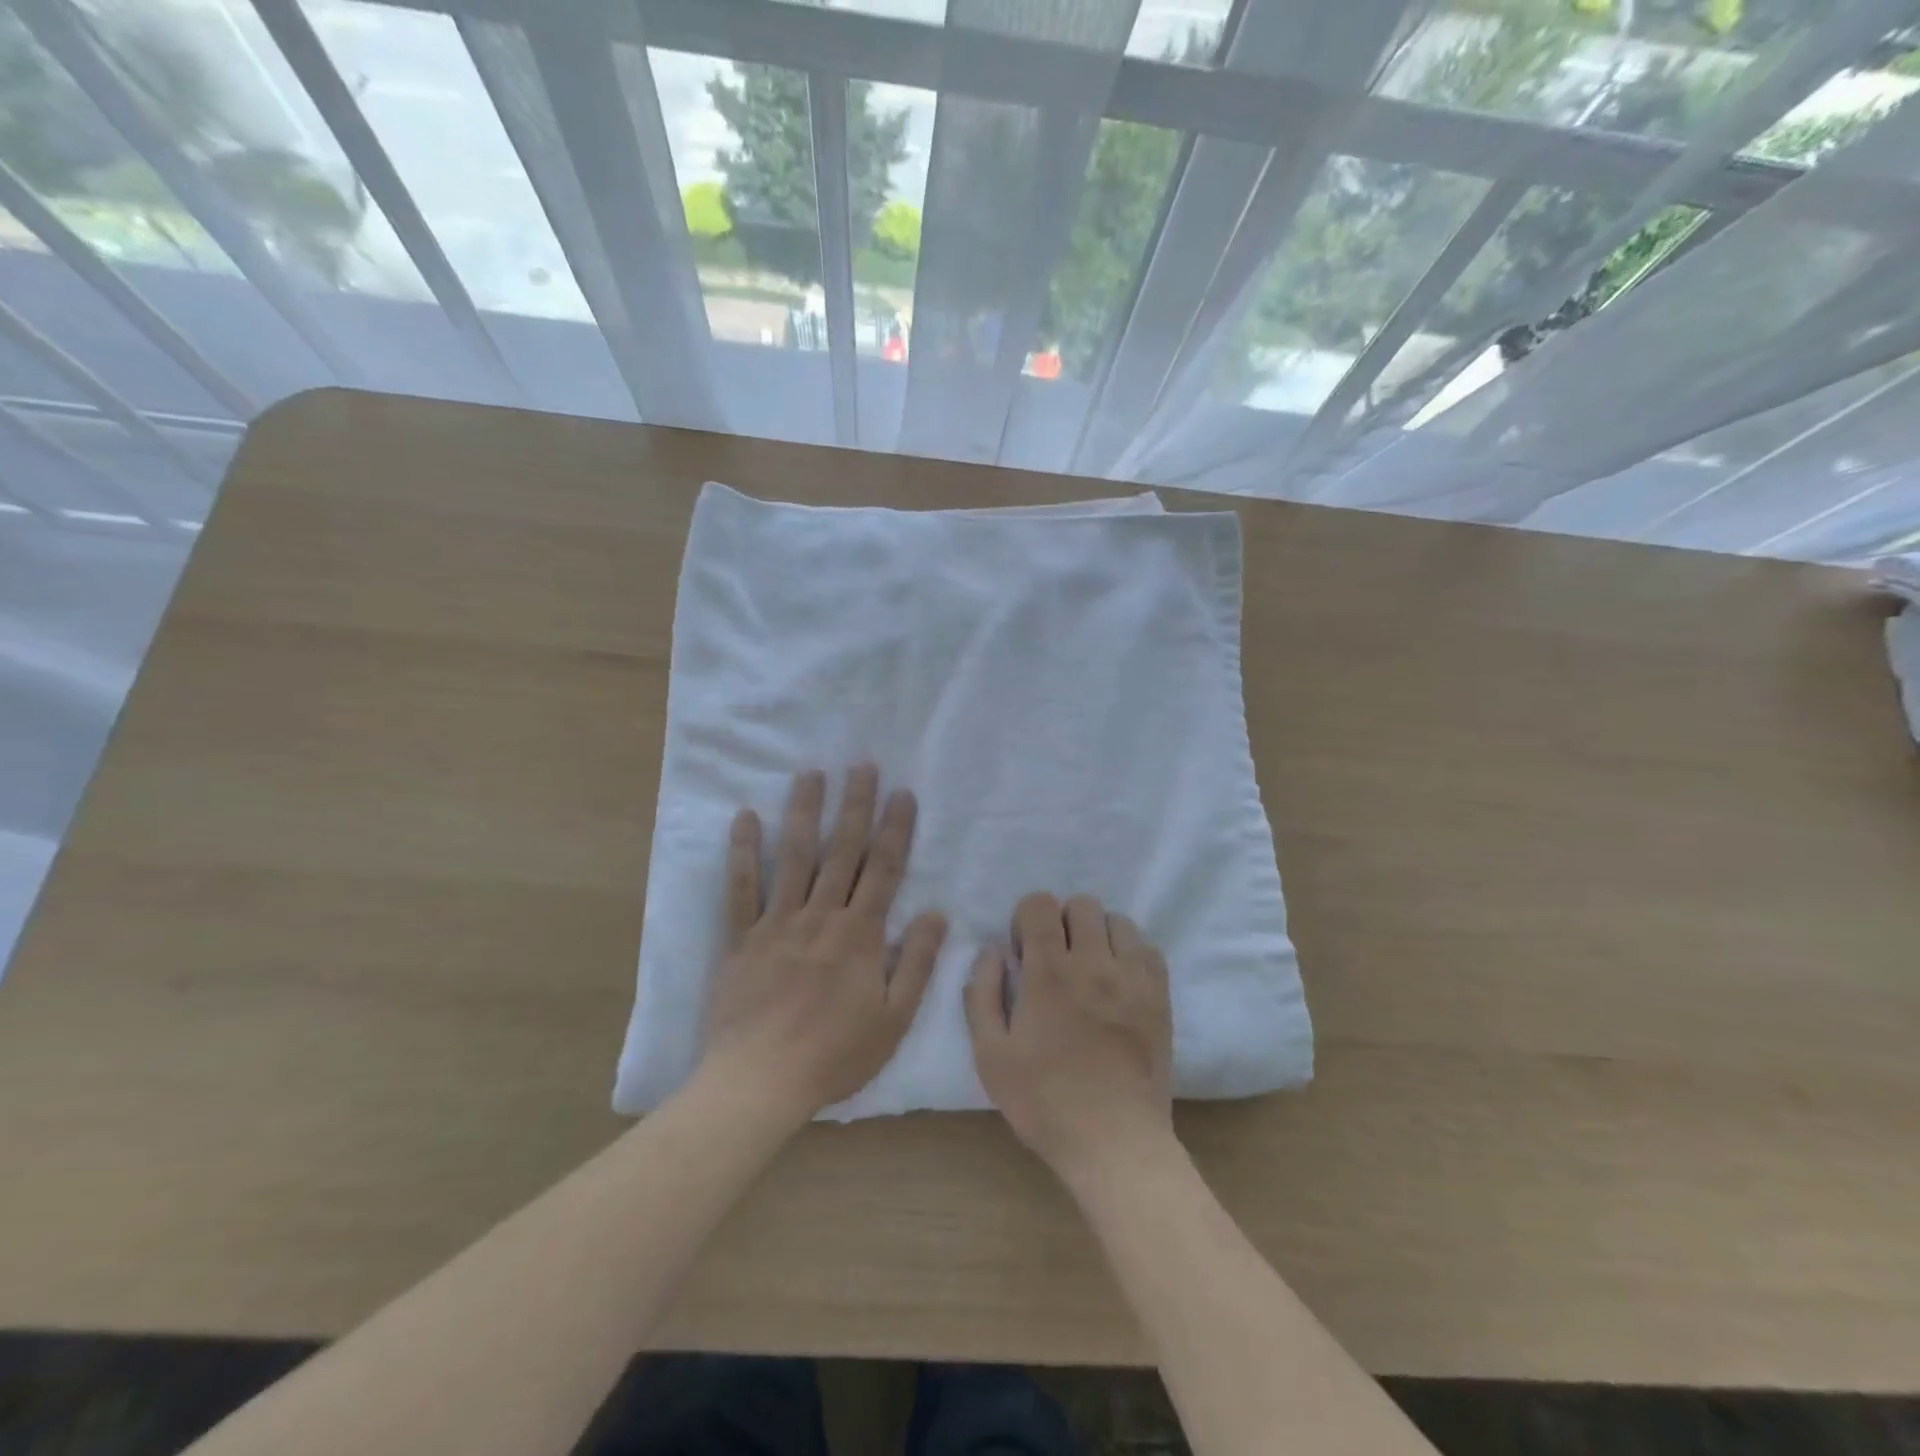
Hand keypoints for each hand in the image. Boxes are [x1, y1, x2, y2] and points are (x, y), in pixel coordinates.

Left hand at [699, 765, 946, 1125]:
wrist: (761, 1081)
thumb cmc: (835, 1054)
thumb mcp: (894, 1019)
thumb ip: (917, 963)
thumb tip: (937, 913)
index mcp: (859, 934)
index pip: (883, 869)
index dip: (896, 829)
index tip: (903, 793)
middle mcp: (821, 916)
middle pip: (842, 851)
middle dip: (855, 805)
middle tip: (862, 765)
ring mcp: (778, 922)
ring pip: (795, 856)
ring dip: (805, 812)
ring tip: (812, 774)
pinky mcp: (742, 937)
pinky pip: (741, 887)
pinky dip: (743, 851)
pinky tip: (745, 817)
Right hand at [965, 893, 1173, 1188]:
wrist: (1115, 1142)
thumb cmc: (1044, 1101)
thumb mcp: (990, 1055)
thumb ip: (982, 994)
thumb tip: (992, 950)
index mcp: (1049, 972)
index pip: (1041, 904)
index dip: (1027, 918)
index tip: (1024, 951)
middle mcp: (1094, 962)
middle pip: (1082, 904)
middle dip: (1062, 922)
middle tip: (1056, 959)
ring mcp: (1132, 978)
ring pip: (1117, 921)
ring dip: (1098, 935)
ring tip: (1090, 969)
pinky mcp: (1159, 996)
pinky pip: (1147, 949)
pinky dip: (1130, 954)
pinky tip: (1118, 983)